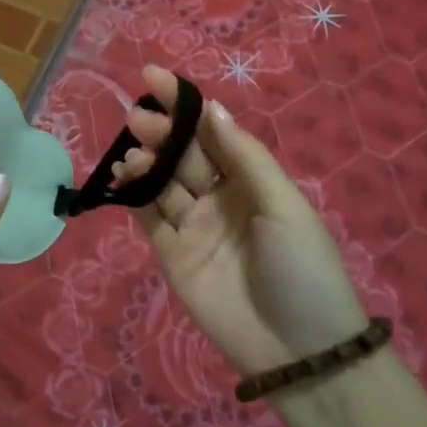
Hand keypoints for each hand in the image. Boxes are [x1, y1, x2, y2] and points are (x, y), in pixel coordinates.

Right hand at [116, 66, 367, 375]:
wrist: (299, 350)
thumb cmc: (302, 267)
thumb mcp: (284, 205)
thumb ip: (245, 157)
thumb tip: (212, 108)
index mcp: (252, 180)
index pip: (212, 132)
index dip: (186, 105)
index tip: (154, 76)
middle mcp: (220, 197)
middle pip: (183, 154)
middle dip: (162, 132)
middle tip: (139, 117)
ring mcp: (194, 226)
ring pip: (162, 181)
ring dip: (146, 161)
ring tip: (133, 152)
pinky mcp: (173, 255)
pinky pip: (149, 216)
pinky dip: (134, 195)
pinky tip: (124, 176)